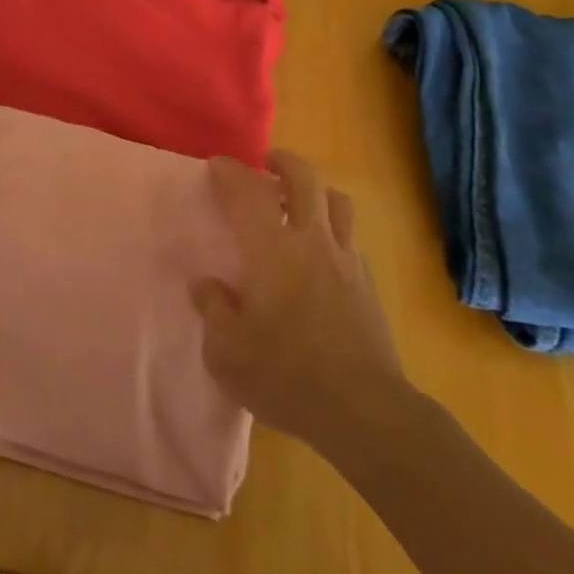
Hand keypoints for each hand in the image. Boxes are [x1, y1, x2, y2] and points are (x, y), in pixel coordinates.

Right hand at [191, 152, 412, 456]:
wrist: (366, 411)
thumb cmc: (287, 378)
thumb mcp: (227, 353)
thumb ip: (212, 310)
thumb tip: (205, 284)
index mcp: (272, 252)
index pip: (247, 194)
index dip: (230, 173)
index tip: (217, 164)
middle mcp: (311, 242)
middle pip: (304, 179)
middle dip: (283, 162)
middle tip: (266, 164)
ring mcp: (345, 260)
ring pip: (336, 201)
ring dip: (315, 188)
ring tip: (298, 197)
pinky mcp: (367, 283)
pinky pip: (350, 235)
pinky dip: (333, 225)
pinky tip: (321, 247)